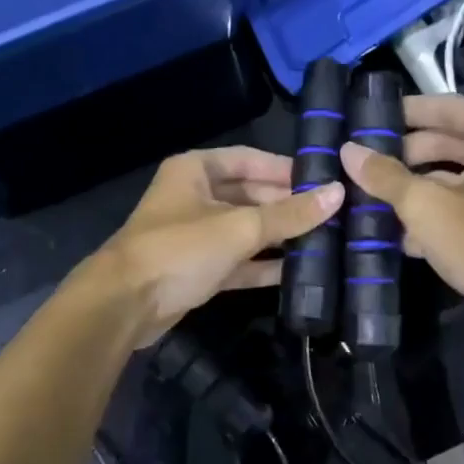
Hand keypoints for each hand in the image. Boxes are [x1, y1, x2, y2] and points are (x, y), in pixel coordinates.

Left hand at [95, 146, 343, 344]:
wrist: (125, 304)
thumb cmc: (180, 250)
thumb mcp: (240, 228)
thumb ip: (289, 214)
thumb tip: (337, 193)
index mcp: (196, 170)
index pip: (250, 160)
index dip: (286, 169)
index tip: (323, 180)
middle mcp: (195, 196)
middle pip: (251, 195)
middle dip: (287, 206)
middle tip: (332, 215)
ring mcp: (196, 235)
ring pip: (246, 230)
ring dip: (279, 237)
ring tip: (324, 241)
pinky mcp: (198, 269)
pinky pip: (239, 261)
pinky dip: (263, 265)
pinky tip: (297, 271)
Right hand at [340, 94, 463, 340]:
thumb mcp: (427, 206)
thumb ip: (386, 177)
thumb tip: (349, 150)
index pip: (446, 107)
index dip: (407, 110)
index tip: (370, 118)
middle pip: (448, 143)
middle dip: (405, 154)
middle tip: (364, 162)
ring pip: (452, 179)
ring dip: (415, 188)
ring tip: (372, 199)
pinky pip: (462, 207)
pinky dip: (434, 215)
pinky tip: (401, 237)